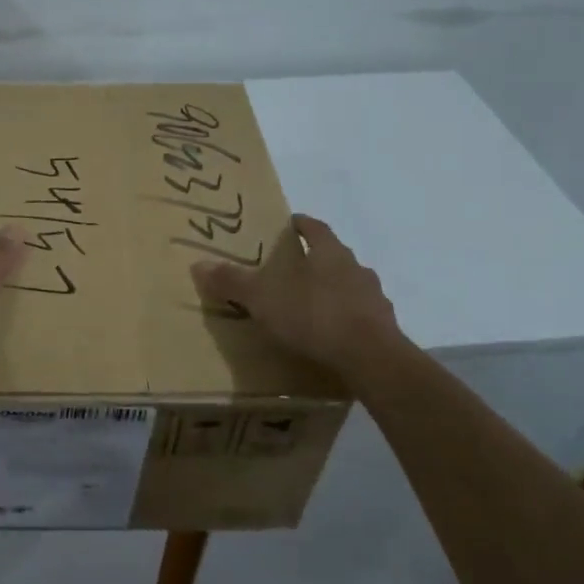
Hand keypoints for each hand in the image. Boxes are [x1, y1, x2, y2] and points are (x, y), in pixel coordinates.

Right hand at [190, 213, 407, 378]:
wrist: (372, 359)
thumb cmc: (314, 315)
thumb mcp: (263, 298)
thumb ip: (233, 281)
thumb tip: (198, 264)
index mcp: (329, 252)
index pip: (315, 228)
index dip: (302, 224)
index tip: (291, 224)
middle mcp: (356, 268)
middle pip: (335, 256)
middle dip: (316, 260)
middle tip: (295, 269)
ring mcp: (375, 299)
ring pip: (351, 286)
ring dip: (334, 291)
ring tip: (312, 306)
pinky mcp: (386, 329)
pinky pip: (362, 317)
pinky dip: (348, 320)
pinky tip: (333, 336)